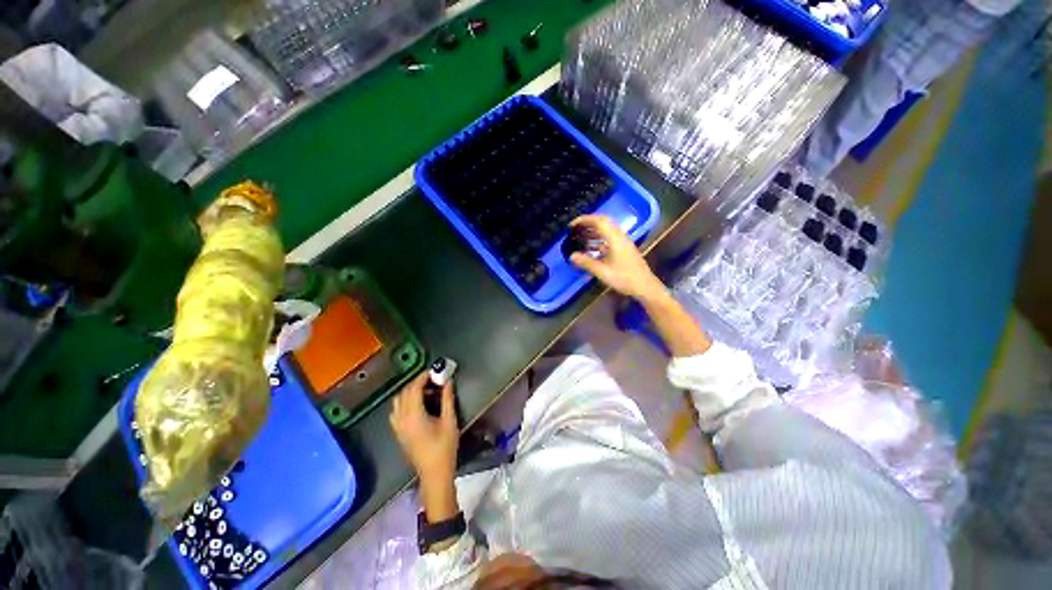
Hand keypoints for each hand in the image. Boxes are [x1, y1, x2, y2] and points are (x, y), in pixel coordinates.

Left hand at [389, 371, 458, 487]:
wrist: (434, 473)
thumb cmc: (444, 447)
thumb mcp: (450, 421)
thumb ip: (447, 399)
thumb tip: (447, 381)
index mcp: (414, 416)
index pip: (414, 388)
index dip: (423, 377)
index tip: (435, 371)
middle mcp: (402, 419)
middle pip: (405, 392)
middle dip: (418, 382)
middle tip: (433, 379)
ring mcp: (397, 426)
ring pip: (398, 400)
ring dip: (410, 391)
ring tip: (426, 390)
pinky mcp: (398, 432)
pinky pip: (396, 410)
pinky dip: (404, 401)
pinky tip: (416, 404)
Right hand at [569, 215, 665, 301]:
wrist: (645, 287)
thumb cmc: (624, 279)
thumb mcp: (603, 272)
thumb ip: (586, 263)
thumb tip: (572, 256)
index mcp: (615, 239)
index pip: (599, 221)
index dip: (585, 220)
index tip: (572, 224)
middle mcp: (620, 237)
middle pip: (603, 223)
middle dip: (588, 224)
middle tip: (575, 230)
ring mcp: (623, 243)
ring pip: (606, 231)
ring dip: (593, 232)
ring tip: (580, 238)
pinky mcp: (624, 249)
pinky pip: (609, 239)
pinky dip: (598, 240)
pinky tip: (591, 249)